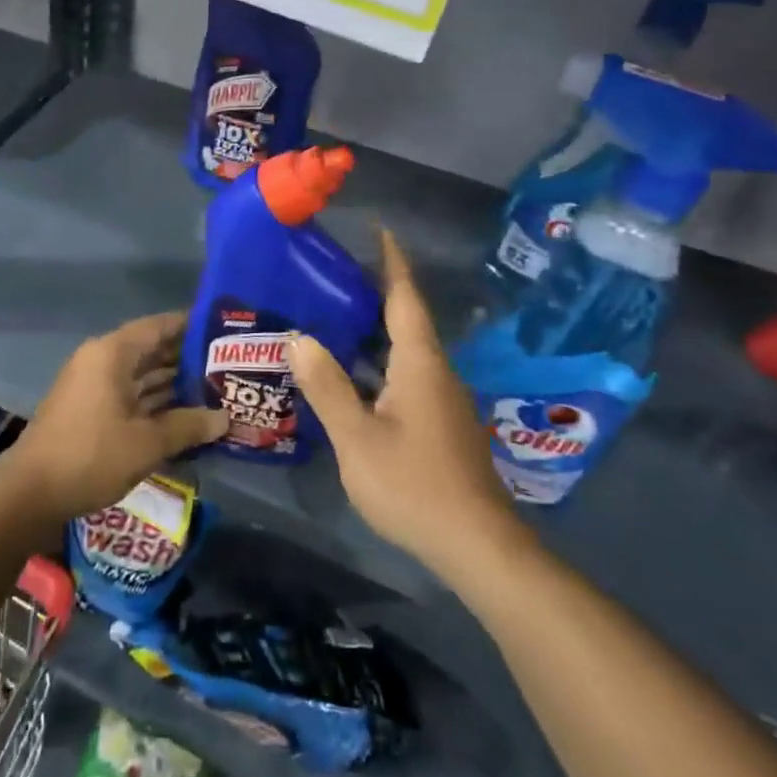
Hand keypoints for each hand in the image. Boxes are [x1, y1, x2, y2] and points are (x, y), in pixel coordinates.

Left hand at [5, 311, 228, 524]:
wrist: (29, 493)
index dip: (189, 326)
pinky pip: (129, 395)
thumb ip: (187, 426)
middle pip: (150, 350)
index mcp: (111, 354)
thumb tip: (224, 419)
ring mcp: (93, 386)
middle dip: (186, 359)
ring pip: (140, 375)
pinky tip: (184, 415)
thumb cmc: (90, 456)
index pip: (157, 326)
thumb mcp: (146, 443)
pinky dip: (154, 403)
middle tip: (227, 366)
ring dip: (173, 384)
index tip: (222, 330)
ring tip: (214, 391)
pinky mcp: (89, 410)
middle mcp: (101, 361)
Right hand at [290, 229, 516, 577]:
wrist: (478, 546)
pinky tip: (354, 376)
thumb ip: (327, 386)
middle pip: (407, 320)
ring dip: (375, 330)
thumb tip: (298, 337)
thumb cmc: (414, 485)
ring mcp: (443, 400)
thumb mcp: (357, 437)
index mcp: (420, 363)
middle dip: (376, 293)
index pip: (405, 298)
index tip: (380, 230)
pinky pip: (408, 375)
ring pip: (407, 351)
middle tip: (334, 275)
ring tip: (335, 317)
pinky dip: (380, 362)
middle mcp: (437, 372)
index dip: (392, 263)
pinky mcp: (442, 424)